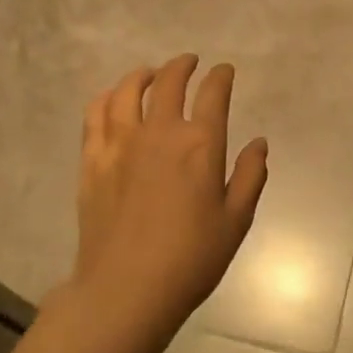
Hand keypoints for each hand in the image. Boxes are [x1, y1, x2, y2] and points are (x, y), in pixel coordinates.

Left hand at [33, 54, 268, 352]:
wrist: (127, 289)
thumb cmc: (191, 259)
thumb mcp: (236, 221)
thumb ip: (251, 176)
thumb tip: (259, 142)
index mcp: (200, 145)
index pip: (213, 94)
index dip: (221, 77)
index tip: (224, 71)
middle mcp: (159, 132)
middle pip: (169, 82)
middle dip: (183, 66)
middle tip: (190, 63)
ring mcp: (120, 143)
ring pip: (128, 91)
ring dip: (143, 75)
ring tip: (151, 74)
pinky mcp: (92, 159)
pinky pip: (96, 114)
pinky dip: (107, 98)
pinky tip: (113, 100)